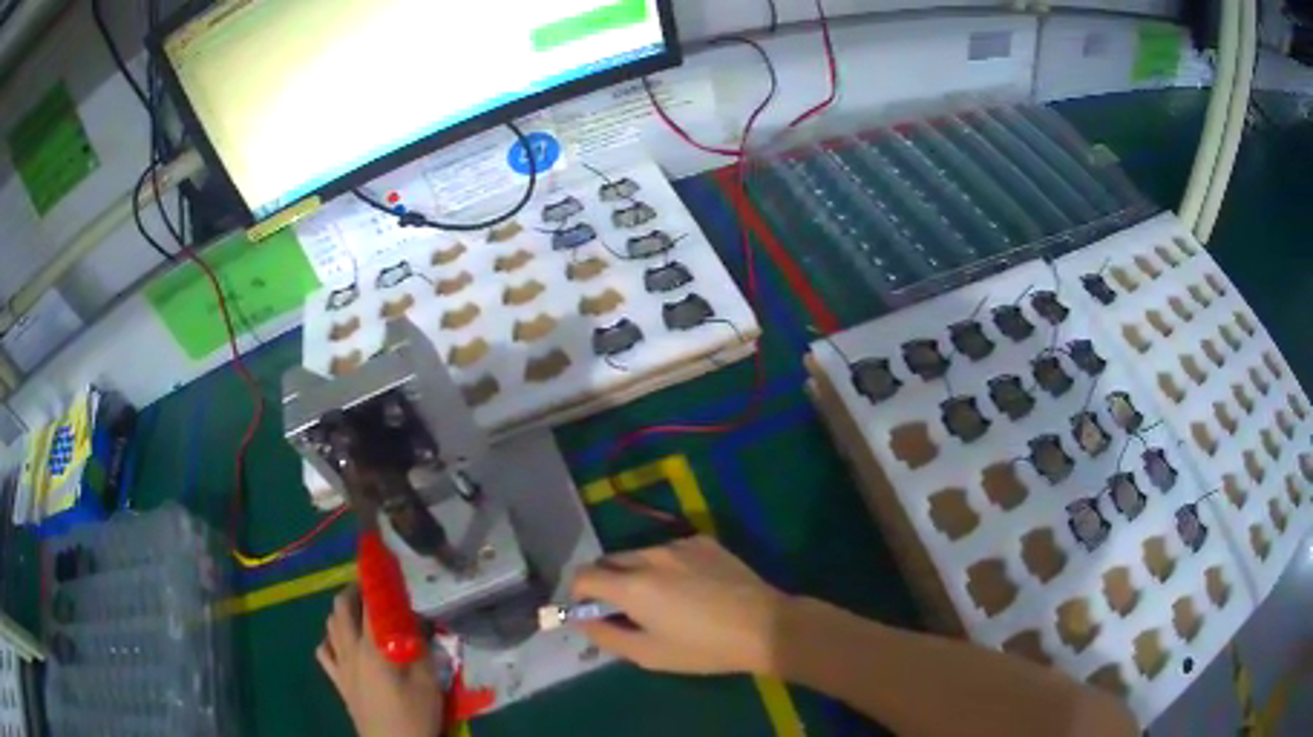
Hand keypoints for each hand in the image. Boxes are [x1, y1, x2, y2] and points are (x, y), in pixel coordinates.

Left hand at [317, 587, 444, 736]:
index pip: (370, 603)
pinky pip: (324, 652)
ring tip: (359, 613)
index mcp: (373, 647)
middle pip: (341, 608)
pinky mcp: (338, 682)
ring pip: (330, 625)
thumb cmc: (414, 715)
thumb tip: (419, 623)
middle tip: (372, 587)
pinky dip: (330, 640)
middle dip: (353, 590)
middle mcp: (350, 650)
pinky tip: (341, 643)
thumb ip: (421, 649)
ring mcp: (340, 666)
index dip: (375, 582)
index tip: (384, 566)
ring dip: (341, 612)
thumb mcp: (429, 682)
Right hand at [571, 536, 786, 675]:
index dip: (578, 593)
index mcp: (632, 585)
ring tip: (664, 600)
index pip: (583, 575)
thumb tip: (581, 620)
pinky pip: (670, 550)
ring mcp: (678, 544)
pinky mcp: (703, 541)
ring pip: (640, 554)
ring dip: (637, 572)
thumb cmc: (703, 648)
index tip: (590, 610)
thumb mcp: (649, 654)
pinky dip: (666, 566)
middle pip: (609, 561)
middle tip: (626, 609)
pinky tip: (692, 588)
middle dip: (606, 582)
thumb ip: (606, 635)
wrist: (765, 626)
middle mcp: (649, 556)